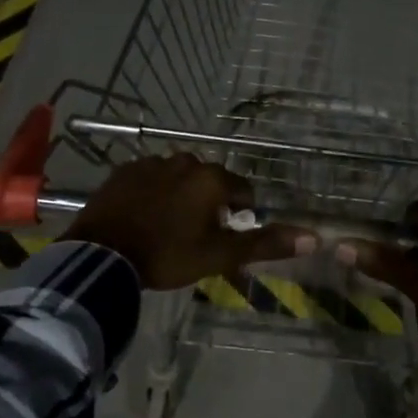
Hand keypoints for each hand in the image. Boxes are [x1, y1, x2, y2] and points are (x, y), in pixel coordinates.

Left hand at [62, 155, 314, 289]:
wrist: (103, 255)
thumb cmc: (168, 255)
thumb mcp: (219, 255)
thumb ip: (265, 244)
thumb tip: (315, 237)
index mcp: (212, 179)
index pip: (243, 191)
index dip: (239, 215)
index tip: (225, 238)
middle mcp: (185, 162)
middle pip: (210, 182)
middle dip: (209, 204)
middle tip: (196, 237)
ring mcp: (151, 163)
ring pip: (179, 179)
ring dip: (181, 197)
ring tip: (167, 229)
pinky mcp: (123, 171)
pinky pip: (149, 179)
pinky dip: (153, 194)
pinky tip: (143, 218)